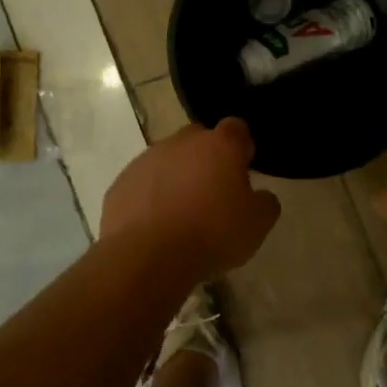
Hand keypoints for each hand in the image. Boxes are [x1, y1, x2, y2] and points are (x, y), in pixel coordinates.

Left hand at [99, 119, 280, 282]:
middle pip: (199, 140)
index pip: (237, 129)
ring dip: (176, 178)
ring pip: (168, 160)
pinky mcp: (121, 182)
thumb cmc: (212, 234)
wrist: (147, 256)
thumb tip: (260, 196)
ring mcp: (147, 159)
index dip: (241, 148)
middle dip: (207, 159)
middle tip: (213, 194)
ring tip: (181, 215)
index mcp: (220, 145)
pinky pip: (142, 183)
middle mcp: (182, 142)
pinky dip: (150, 197)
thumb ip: (265, 202)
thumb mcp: (257, 224)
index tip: (243, 171)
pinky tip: (155, 226)